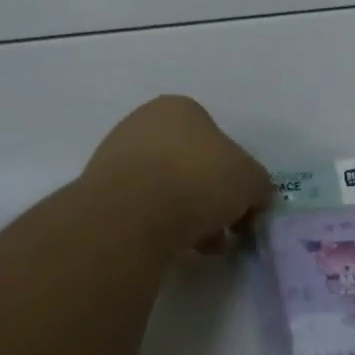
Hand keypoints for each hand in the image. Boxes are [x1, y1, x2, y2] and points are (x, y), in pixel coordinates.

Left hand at [83, 96, 271, 253]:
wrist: (133, 213)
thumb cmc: (199, 180)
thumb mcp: (251, 181)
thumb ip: (258, 186)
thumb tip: (255, 199)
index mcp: (180, 108)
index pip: (217, 140)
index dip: (234, 176)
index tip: (240, 208)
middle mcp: (143, 122)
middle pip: (189, 165)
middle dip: (208, 199)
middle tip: (221, 232)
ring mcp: (114, 154)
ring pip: (164, 188)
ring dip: (184, 215)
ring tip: (197, 247)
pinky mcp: (96, 190)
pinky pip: (139, 208)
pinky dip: (156, 225)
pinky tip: (166, 246)